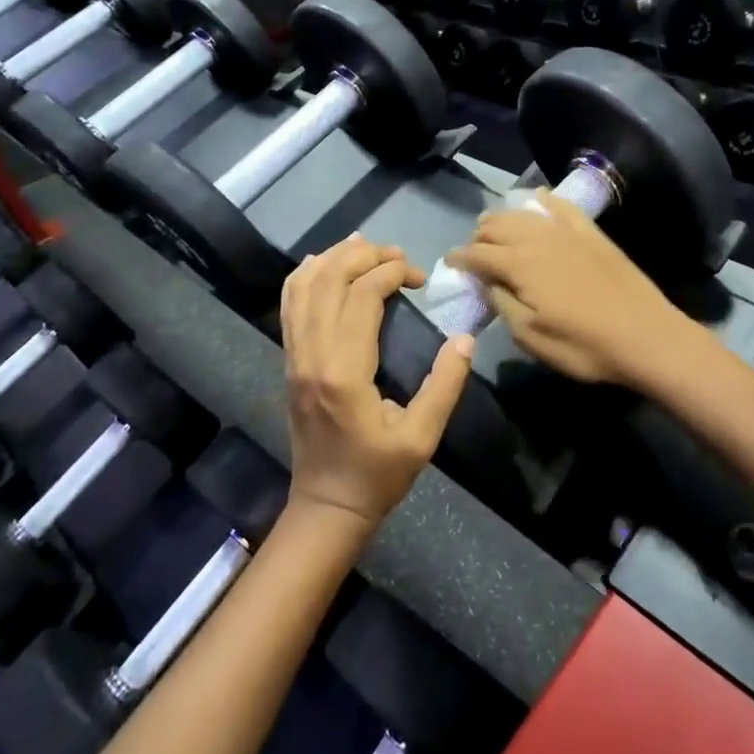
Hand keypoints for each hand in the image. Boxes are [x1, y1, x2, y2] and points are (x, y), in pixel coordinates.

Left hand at [280, 236, 473, 525]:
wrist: (326, 507)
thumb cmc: (376, 476)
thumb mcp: (421, 438)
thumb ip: (445, 386)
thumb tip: (464, 339)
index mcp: (344, 371)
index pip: (362, 295)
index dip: (392, 273)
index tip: (420, 278)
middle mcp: (311, 355)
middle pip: (328, 279)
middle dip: (364, 255)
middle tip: (398, 256)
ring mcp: (293, 357)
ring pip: (302, 287)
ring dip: (332, 258)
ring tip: (364, 246)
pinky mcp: (289, 362)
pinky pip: (289, 307)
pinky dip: (305, 277)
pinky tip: (323, 264)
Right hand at [443, 191, 693, 388]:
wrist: (646, 337)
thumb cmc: (584, 346)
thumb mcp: (530, 337)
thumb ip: (502, 303)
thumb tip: (485, 283)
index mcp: (519, 265)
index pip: (477, 254)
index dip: (458, 258)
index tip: (449, 263)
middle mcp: (538, 238)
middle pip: (497, 226)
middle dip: (479, 237)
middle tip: (474, 253)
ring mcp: (567, 232)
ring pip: (524, 213)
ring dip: (503, 219)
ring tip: (495, 230)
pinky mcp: (592, 233)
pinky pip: (562, 207)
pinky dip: (545, 201)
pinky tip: (538, 198)